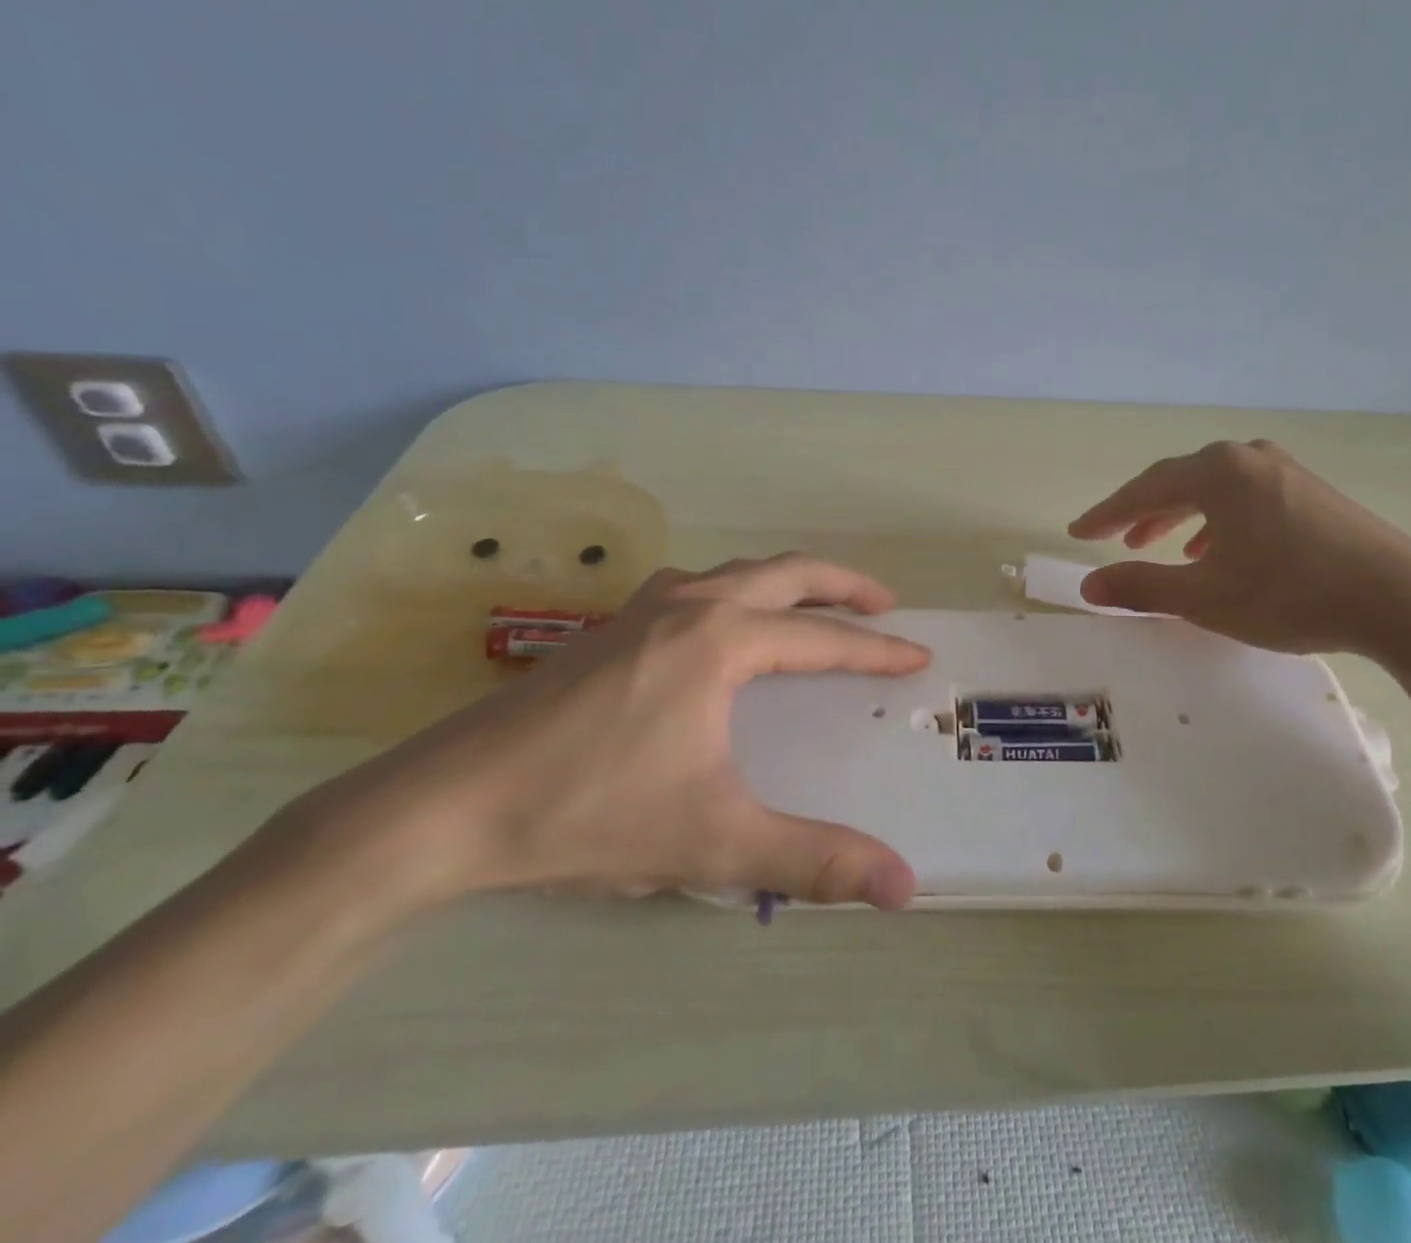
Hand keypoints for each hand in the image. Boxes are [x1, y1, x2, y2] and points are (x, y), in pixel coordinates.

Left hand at [304, 554, 929, 911]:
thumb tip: (904, 886)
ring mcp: (641, 609)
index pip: (821, 639)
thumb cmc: (588, 813)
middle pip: (786, 573)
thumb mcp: (713, 841)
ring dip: (787, 580)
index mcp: (720, 640)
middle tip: (885, 602)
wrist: (445, 807)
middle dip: (843, 584)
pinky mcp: (608, 627)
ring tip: (816, 605)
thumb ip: (813, 859)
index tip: (917, 654)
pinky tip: (724, 623)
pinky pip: (696, 586)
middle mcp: (688, 605)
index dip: (875, 650)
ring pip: (736, 571)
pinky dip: (737, 590)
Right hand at [1068, 439, 1410, 658]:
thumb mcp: (1205, 598)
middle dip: (1143, 512)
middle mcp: (1246, 457)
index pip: (1144, 489)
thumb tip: (1088, 587)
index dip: (1106, 514)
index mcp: (1216, 472)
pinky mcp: (1309, 490)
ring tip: (1161, 547)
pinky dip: (1218, 520)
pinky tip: (1220, 551)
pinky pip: (1244, 496)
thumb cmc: (1290, 594)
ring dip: (1180, 517)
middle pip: (1178, 481)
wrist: (1400, 600)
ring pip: (1213, 489)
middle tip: (1117, 540)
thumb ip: (1141, 587)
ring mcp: (1283, 470)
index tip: (1079, 532)